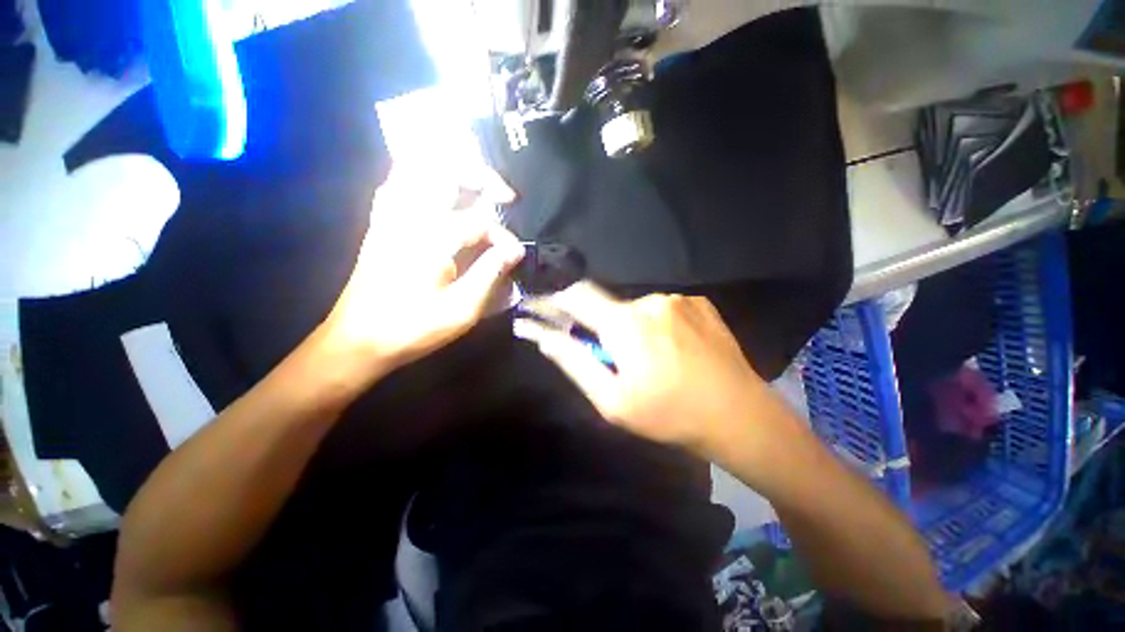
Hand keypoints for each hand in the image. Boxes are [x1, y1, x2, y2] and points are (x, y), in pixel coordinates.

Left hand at [317, 165, 524, 381]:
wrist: (358, 341)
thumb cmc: (412, 328)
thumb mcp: (461, 309)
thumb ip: (490, 274)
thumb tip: (514, 250)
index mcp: (429, 239)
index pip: (478, 223)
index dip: (503, 236)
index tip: (516, 254)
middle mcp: (406, 217)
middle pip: (443, 169)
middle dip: (479, 174)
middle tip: (504, 195)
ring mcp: (388, 217)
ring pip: (415, 168)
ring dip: (450, 170)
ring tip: (475, 188)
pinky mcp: (379, 224)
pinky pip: (398, 184)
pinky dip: (423, 179)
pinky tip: (439, 196)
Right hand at [514, 282, 771, 453]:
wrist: (739, 415)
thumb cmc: (668, 414)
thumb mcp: (612, 400)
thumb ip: (573, 362)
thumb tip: (542, 335)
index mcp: (625, 323)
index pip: (577, 295)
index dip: (558, 301)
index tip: (550, 313)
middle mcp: (650, 301)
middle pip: (609, 306)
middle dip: (603, 328)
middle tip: (618, 360)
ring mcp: (678, 299)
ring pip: (637, 310)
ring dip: (633, 329)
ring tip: (653, 360)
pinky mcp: (700, 303)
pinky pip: (664, 310)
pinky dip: (658, 326)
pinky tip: (675, 351)